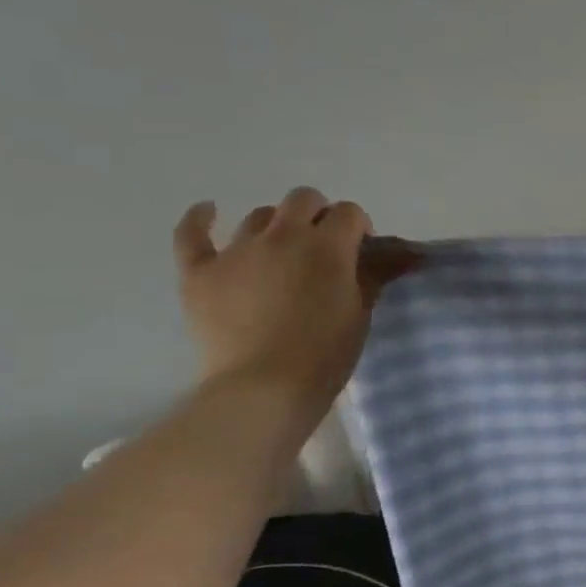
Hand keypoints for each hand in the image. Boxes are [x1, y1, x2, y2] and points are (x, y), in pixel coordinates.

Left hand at [171, 188, 417, 412]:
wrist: (265, 387)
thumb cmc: (326, 351)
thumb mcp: (362, 311)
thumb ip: (373, 275)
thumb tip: (393, 254)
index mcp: (327, 246)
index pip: (349, 212)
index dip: (359, 227)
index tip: (361, 251)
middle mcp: (282, 236)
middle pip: (303, 199)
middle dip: (319, 214)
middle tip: (324, 246)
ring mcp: (236, 251)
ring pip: (259, 215)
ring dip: (277, 226)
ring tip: (281, 252)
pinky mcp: (199, 271)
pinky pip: (192, 234)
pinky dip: (201, 219)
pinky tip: (209, 211)